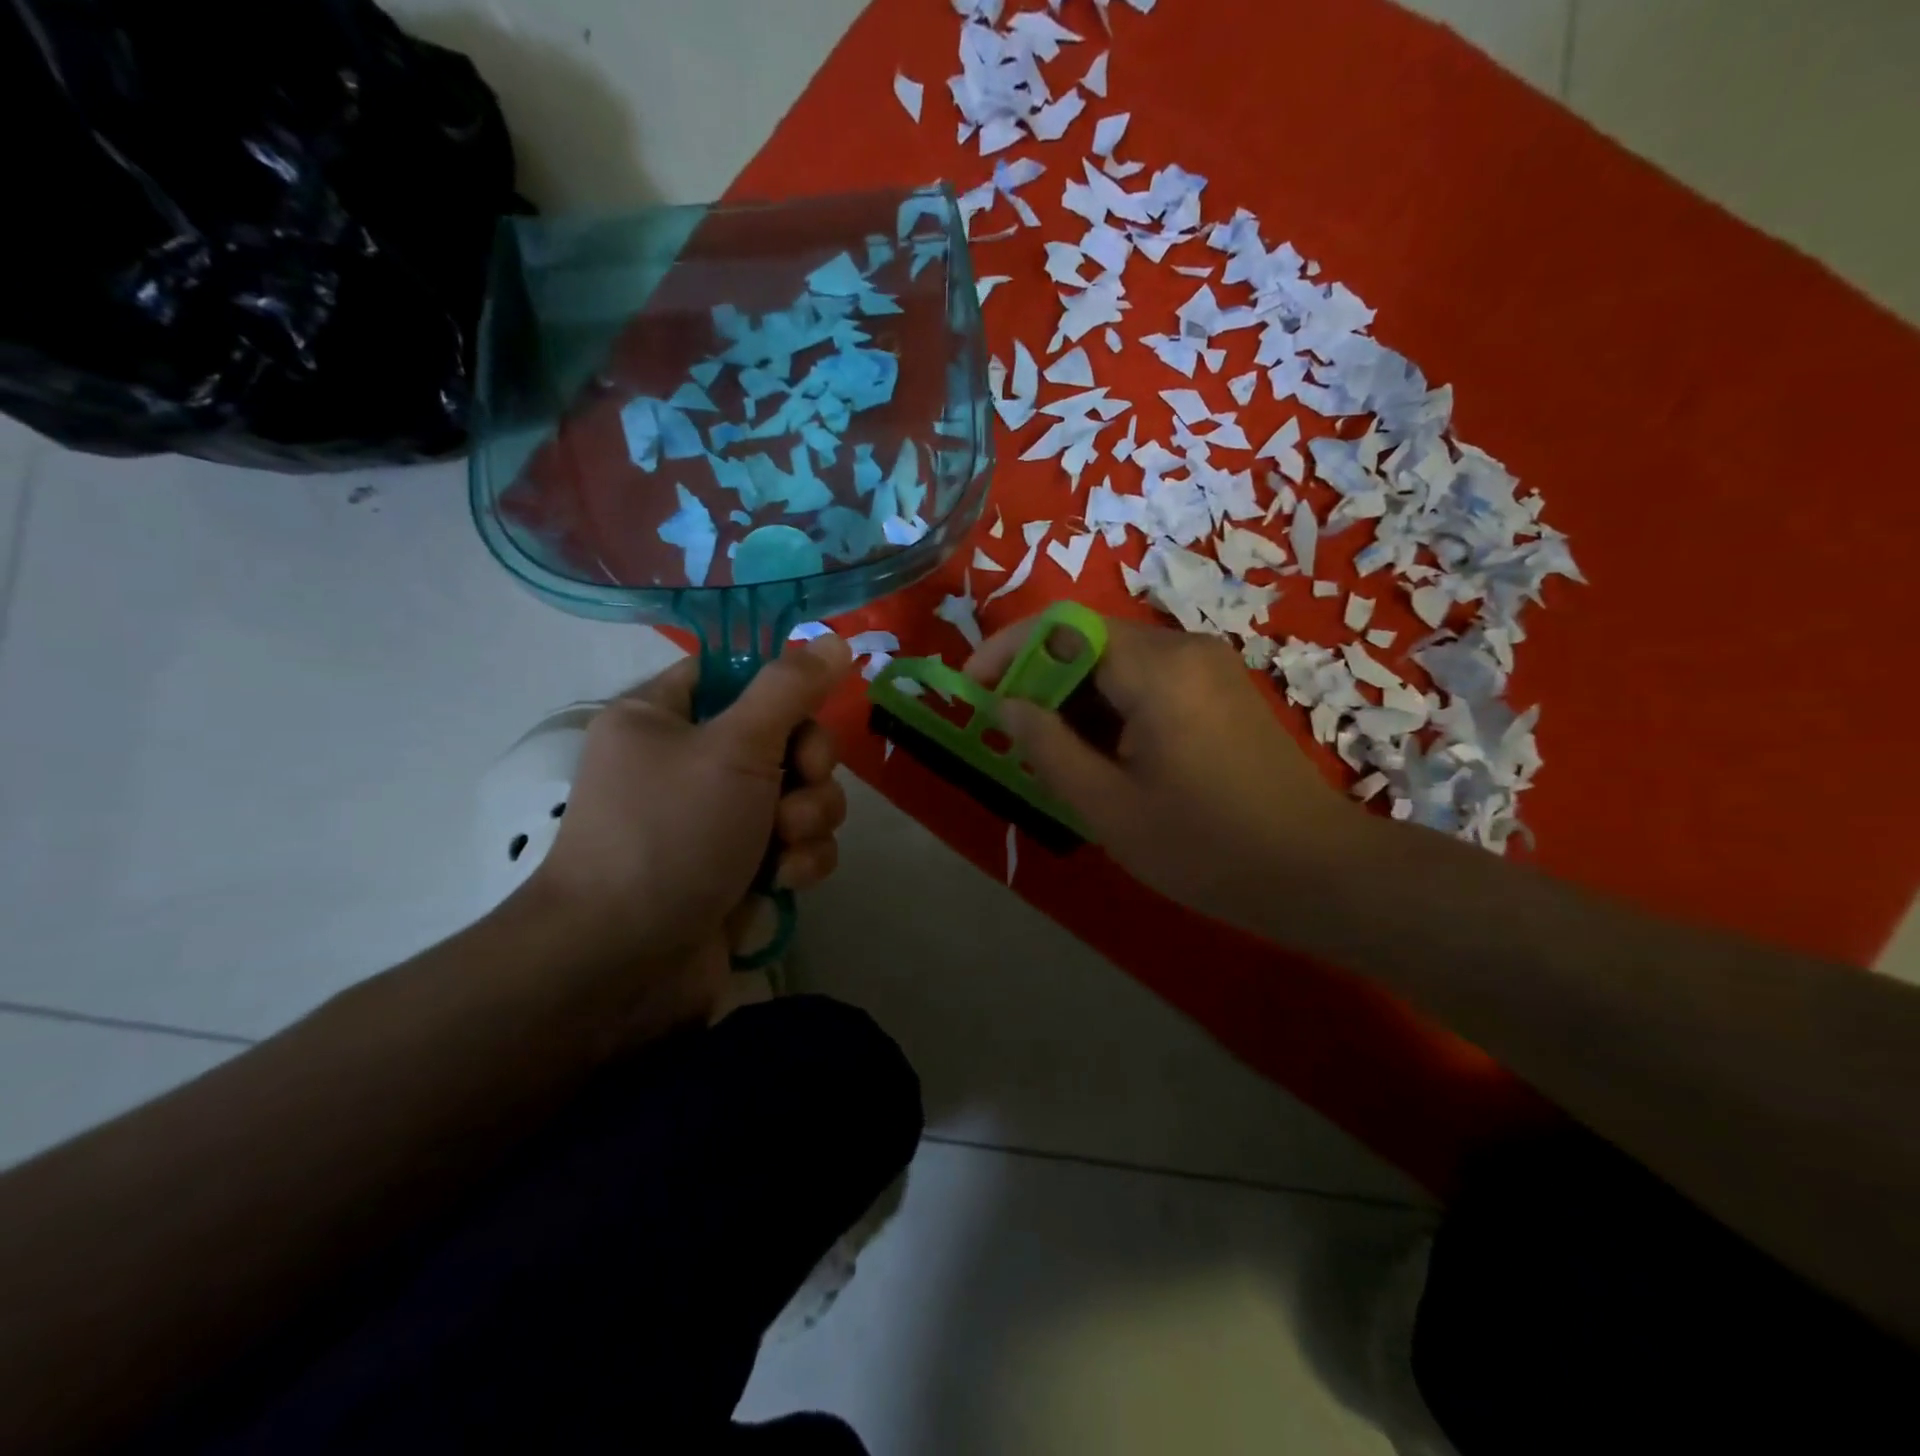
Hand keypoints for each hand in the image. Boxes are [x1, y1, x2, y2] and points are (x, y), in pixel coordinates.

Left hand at [519, 635, 853, 1027]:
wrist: (625, 964)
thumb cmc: (669, 836)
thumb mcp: (733, 748)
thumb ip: (790, 690)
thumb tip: (833, 638)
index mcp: (665, 717)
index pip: (736, 675)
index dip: (781, 690)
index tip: (805, 713)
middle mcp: (691, 764)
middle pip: (785, 737)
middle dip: (806, 768)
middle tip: (797, 787)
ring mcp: (719, 820)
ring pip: (802, 794)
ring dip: (809, 819)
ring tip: (784, 849)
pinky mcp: (743, 868)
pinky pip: (797, 844)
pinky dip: (800, 861)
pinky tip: (784, 882)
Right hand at [967, 617, 1363, 928]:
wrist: (1319, 873)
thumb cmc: (1207, 848)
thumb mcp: (1109, 807)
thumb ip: (1047, 747)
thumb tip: (1004, 705)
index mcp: (1156, 669)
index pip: (1059, 628)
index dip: (1005, 651)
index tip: (970, 689)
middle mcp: (1183, 648)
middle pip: (1087, 640)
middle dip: (1037, 680)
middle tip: (1009, 734)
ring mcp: (1208, 666)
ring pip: (1116, 662)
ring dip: (1073, 697)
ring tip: (1052, 754)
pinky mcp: (1221, 690)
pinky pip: (1147, 680)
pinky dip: (1110, 706)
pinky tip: (1103, 755)